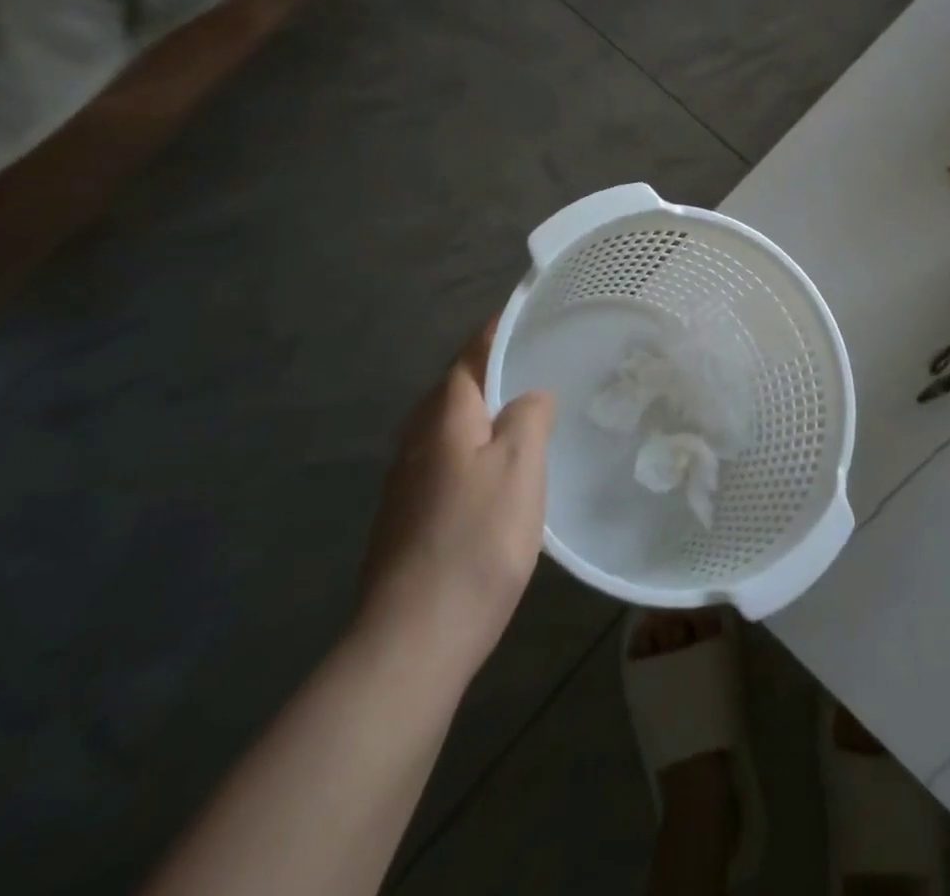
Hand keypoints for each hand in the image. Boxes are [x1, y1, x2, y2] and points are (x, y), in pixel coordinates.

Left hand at [357, 325, 555, 671]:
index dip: (500, 329)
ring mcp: (408, 478)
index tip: (529, 312)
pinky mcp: (408, 514)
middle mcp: (417, 437)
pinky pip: (449, 459)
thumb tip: (530, 395)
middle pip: (460, 387)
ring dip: (488, 412)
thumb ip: (528, 416)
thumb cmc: (476, 541)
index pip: (473, 353)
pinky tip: (503, 472)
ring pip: (454, 425)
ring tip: (530, 412)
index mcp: (444, 415)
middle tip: (542, 363)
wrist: (414, 638)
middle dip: (496, 370)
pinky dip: (478, 448)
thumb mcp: (520, 467)